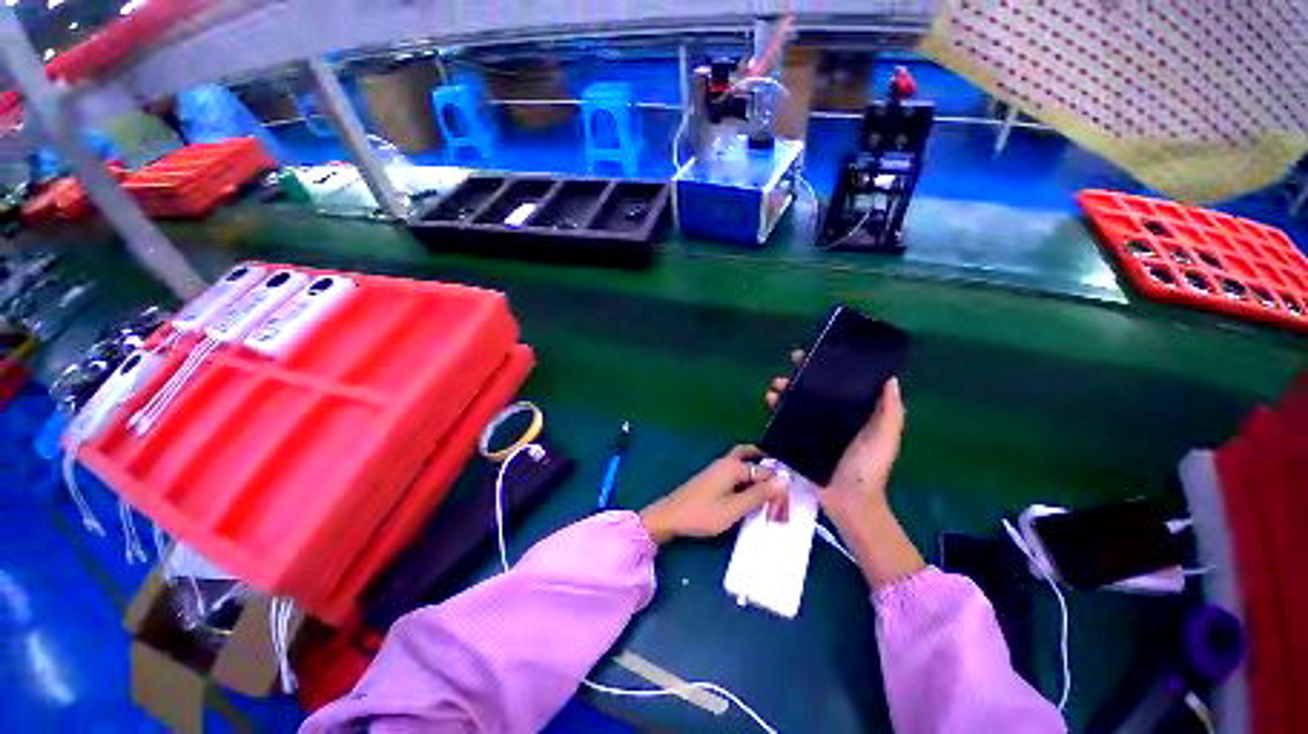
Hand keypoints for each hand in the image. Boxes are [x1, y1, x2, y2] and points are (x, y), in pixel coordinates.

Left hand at [639, 445, 788, 544]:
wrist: (671, 517)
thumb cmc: (702, 514)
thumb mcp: (734, 508)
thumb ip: (759, 494)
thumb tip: (784, 480)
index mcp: (733, 466)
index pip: (766, 473)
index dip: (777, 492)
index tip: (781, 515)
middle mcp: (727, 462)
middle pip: (755, 460)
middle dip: (770, 475)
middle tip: (780, 495)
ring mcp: (719, 469)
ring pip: (746, 466)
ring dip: (760, 479)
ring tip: (771, 497)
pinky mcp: (715, 479)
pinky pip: (738, 474)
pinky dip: (749, 482)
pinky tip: (752, 497)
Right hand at [767, 350, 921, 586]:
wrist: (849, 501)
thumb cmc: (869, 467)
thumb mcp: (885, 437)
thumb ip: (890, 411)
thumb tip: (890, 379)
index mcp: (852, 413)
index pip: (838, 385)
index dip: (826, 369)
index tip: (815, 355)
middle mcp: (831, 418)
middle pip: (812, 391)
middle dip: (799, 377)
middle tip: (789, 367)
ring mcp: (813, 430)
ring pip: (795, 404)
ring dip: (784, 392)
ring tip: (774, 387)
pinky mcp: (798, 441)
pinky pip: (785, 422)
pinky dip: (776, 411)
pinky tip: (769, 403)